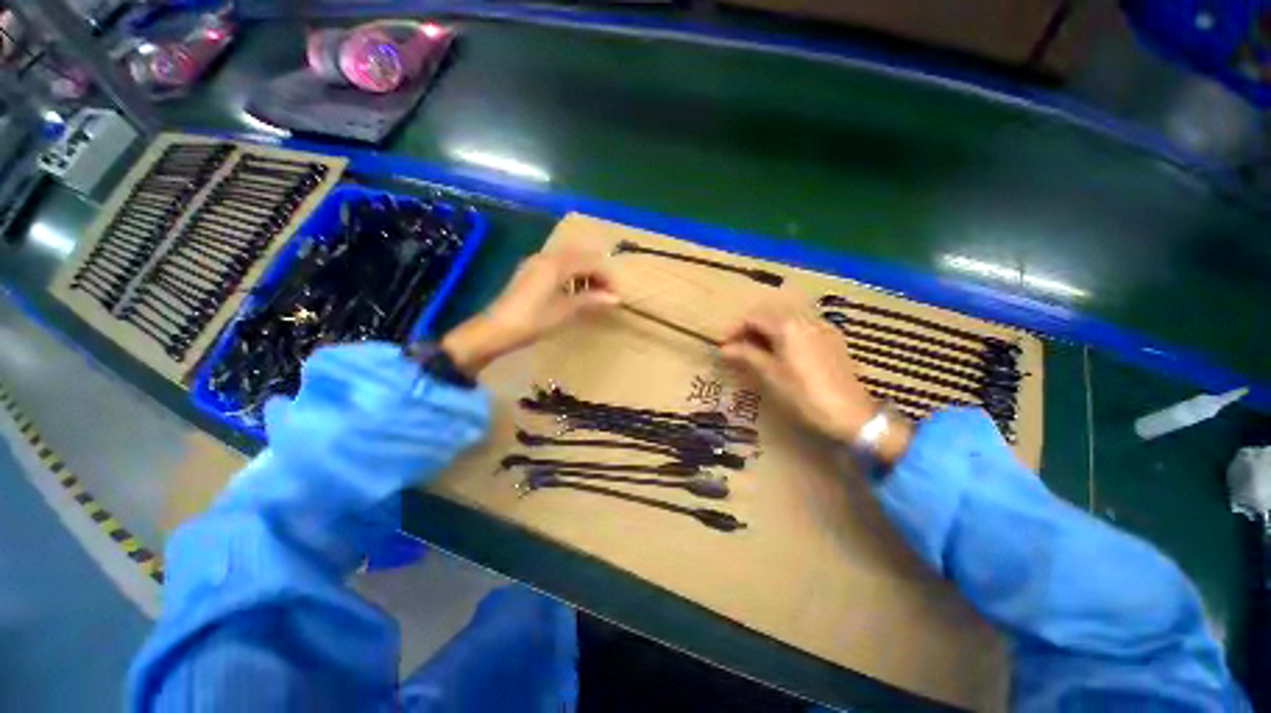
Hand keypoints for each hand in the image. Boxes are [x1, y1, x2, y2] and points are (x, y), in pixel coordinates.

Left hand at [442, 248, 618, 375]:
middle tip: (605, 293)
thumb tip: (616, 298)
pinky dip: (570, 274)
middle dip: (596, 272)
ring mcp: (535, 262)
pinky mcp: (529, 271)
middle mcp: (546, 256)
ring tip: (591, 294)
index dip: (606, 277)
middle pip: (580, 256)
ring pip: (568, 259)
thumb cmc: (533, 320)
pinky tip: (572, 292)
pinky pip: (556, 265)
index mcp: (556, 264)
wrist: (495, 329)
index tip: (615, 295)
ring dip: (583, 272)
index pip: (591, 261)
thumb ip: (591, 300)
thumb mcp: (565, 311)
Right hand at [720, 306, 911, 462]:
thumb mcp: (771, 375)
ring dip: (768, 332)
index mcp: (788, 326)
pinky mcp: (833, 339)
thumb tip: (723, 349)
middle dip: (750, 329)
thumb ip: (746, 355)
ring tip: (757, 352)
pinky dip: (786, 336)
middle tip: (738, 349)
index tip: (723, 346)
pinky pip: (802, 329)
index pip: (753, 318)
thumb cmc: (804, 395)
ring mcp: (822, 328)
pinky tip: (783, 354)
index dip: (734, 330)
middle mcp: (806, 319)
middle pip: (770, 315)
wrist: (851, 414)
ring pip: (786, 321)